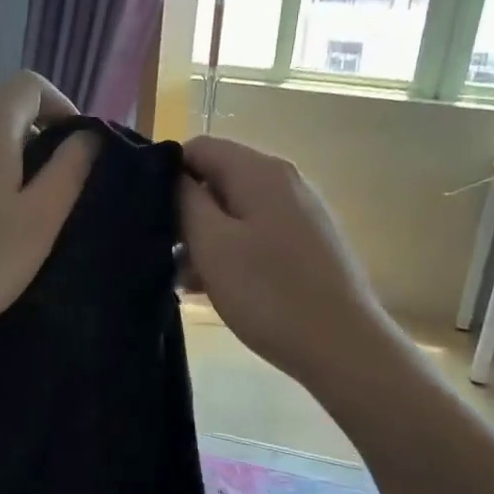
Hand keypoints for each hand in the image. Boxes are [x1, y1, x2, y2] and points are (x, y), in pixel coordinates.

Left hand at [0, 72, 97, 376]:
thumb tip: (87, 137)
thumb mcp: (40, 219)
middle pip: (2, 116)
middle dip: (39, 142)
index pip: (27, 84)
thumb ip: (69, 170)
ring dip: (10, 169)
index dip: (61, 104)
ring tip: (25, 220)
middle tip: (60, 194)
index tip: (79, 147)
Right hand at [179, 136, 387, 389]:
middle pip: (219, 179)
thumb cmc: (269, 294)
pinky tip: (218, 289)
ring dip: (207, 240)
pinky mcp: (310, 244)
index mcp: (260, 171)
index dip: (168, 176)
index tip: (151, 217)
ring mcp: (302, 213)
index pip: (199, 147)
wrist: (342, 346)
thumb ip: (185, 201)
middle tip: (166, 256)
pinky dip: (234, 253)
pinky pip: (259, 235)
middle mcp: (286, 180)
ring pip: (238, 211)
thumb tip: (173, 175)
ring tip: (188, 282)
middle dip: (187, 213)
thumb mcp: (212, 245)